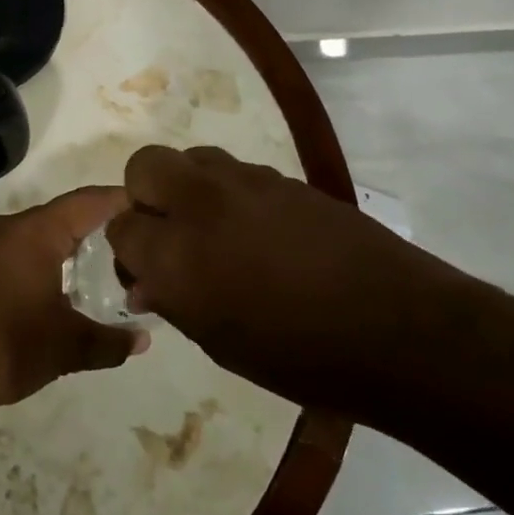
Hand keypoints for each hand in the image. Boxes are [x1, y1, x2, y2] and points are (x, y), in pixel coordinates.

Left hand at [0, 187, 148, 414]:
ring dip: (72, 242)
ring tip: (108, 259)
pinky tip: (65, 281)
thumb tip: (143, 339)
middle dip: (100, 223)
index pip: (87, 202)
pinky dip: (49, 256)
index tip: (151, 204)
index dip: (120, 200)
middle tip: (136, 237)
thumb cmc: (6, 346)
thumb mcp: (67, 346)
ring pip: (41, 232)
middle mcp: (10, 227)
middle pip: (64, 214)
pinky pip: (23, 248)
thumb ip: (110, 341)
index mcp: (34, 232)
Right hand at [107, 146, 466, 408]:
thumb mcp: (219, 341)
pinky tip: (256, 227)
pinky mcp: (281, 176)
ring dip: (187, 186)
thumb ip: (172, 300)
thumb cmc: (297, 356)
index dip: (128, 248)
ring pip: (191, 158)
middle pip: (145, 166)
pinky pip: (234, 170)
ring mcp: (244, 182)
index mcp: (176, 256)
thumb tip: (145, 282)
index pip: (120, 227)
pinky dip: (228, 191)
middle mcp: (200, 205)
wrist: (392, 326)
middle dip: (144, 194)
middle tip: (168, 231)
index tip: (144, 268)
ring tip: (213, 226)